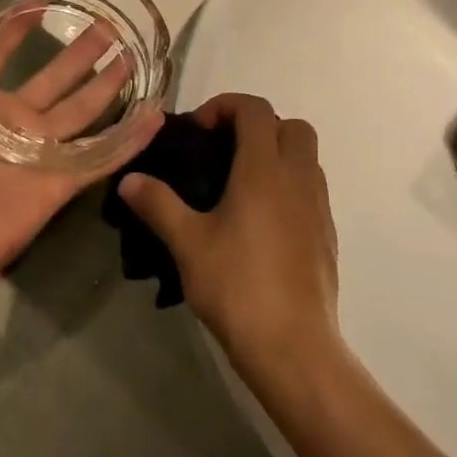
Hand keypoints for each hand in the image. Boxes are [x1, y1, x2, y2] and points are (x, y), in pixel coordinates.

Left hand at [0, 0, 161, 304]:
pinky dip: (129, 140)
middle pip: (53, 78)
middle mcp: (8, 121)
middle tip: (109, 25)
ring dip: (108, 85)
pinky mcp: (58, 183)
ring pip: (81, 111)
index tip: (43, 1)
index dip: (17, 27)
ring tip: (135, 56)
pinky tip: (156, 115)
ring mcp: (36, 153)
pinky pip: (100, 157)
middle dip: (79, 52)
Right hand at [117, 95, 339, 368]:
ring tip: (240, 185)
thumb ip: (158, 204)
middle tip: (224, 152)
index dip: (225, 106)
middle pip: (289, 125)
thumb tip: (129, 179)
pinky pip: (311, 188)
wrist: (295, 350)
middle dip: (257, 126)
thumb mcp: (188, 244)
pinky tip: (262, 222)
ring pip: (306, 156)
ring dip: (276, 154)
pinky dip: (289, 185)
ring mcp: (318, 206)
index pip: (254, 108)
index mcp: (264, 169)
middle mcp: (297, 177)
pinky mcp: (327, 235)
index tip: (198, 132)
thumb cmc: (239, 287)